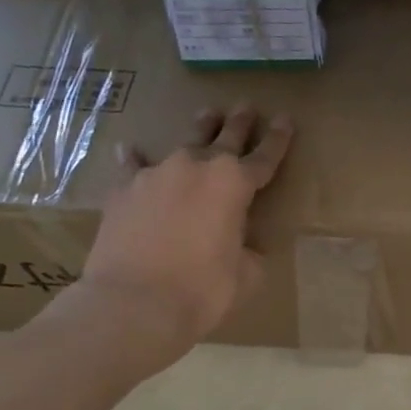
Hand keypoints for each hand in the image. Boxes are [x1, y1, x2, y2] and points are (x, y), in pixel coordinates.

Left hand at [59, 105, 292, 374]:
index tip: (286, 119)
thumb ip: (250, 251)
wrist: (134, 303)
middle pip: (225, 137)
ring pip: (184, 143)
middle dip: (239, 122)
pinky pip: (134, 165)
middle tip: (246, 106)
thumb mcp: (247, 274)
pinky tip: (132, 149)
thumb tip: (243, 246)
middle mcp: (197, 168)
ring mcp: (157, 174)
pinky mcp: (124, 190)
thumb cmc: (203, 290)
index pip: (265, 156)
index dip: (278, 139)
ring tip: (207, 114)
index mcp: (235, 184)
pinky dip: (137, 158)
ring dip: (200, 130)